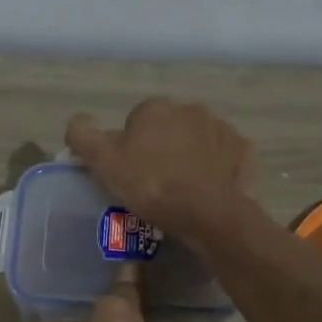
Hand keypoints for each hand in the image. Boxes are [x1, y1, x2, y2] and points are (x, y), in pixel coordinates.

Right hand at [66, 99, 254, 243]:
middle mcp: (191, 109)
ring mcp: (222, 128)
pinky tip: (208, 190)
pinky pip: (224, 157)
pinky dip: (216, 168)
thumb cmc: (152, 185)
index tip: (131, 173)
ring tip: (183, 190)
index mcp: (156, 108)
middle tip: (155, 183)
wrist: (208, 213)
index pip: (136, 123)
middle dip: (162, 149)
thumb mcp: (104, 163)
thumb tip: (78, 121)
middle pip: (168, 129)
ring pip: (198, 141)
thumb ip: (83, 136)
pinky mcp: (243, 151)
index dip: (129, 148)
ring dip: (190, 157)